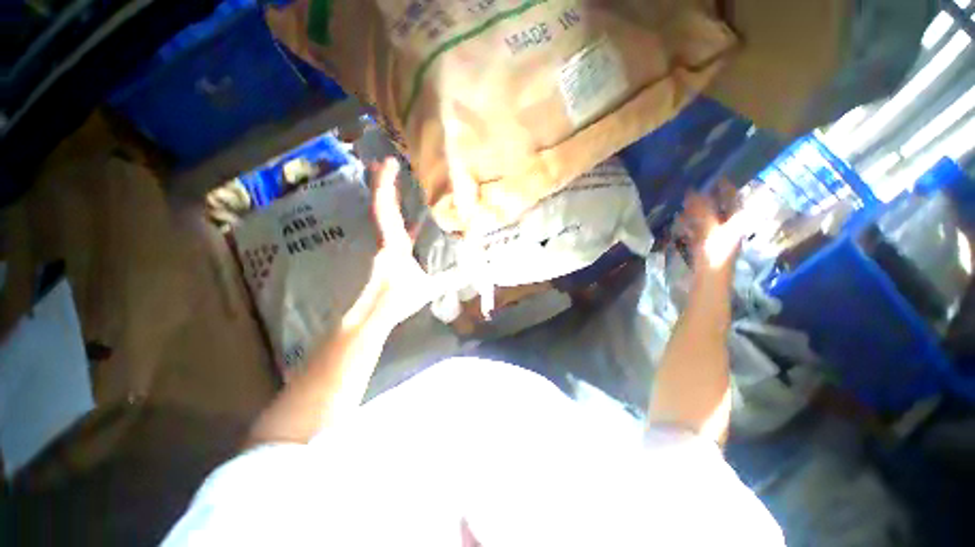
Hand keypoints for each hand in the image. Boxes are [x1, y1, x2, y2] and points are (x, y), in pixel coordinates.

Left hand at [344, 158, 438, 330]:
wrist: (373, 314)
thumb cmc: (398, 299)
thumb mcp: (429, 288)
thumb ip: (452, 278)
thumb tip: (475, 270)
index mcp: (394, 244)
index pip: (387, 210)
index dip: (387, 185)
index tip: (389, 163)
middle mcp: (386, 240)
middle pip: (381, 206)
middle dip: (383, 183)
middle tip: (386, 162)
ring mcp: (385, 247)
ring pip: (384, 216)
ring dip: (388, 197)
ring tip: (394, 180)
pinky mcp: (388, 255)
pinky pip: (393, 229)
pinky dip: (400, 217)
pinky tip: (412, 218)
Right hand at [680, 181, 743, 272]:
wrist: (709, 278)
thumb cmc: (714, 253)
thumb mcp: (710, 228)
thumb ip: (701, 210)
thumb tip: (693, 190)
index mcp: (735, 221)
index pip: (733, 199)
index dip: (726, 187)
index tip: (716, 176)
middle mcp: (729, 226)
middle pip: (719, 208)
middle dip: (708, 198)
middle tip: (695, 187)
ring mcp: (716, 236)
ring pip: (707, 218)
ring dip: (697, 210)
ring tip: (684, 201)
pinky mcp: (705, 244)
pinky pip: (698, 228)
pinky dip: (690, 222)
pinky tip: (680, 219)